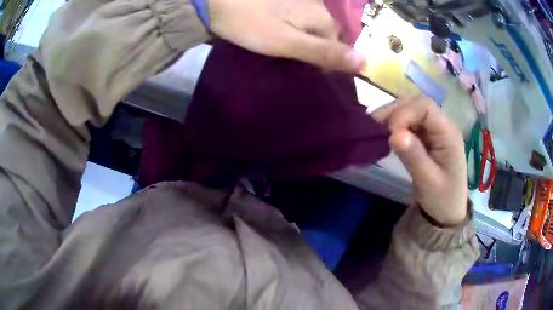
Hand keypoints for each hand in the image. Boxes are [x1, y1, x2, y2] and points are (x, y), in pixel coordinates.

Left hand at [207, 0, 366, 72]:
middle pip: (327, 37)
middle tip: (289, 61)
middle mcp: (319, 6)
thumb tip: (365, 63)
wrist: (217, 2)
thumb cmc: (249, 23)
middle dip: (313, 51)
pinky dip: (292, 32)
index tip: (303, 71)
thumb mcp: (287, 43)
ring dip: (303, 42)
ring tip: (282, 51)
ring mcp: (302, 1)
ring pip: (313, 29)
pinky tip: (277, 35)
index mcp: (323, 17)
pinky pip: (300, 21)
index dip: (324, 63)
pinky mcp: (287, 2)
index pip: (338, 48)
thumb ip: (325, 52)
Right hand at [373, 97, 467, 225]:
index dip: (405, 113)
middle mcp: (442, 126)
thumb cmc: (442, 199)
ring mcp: (434, 131)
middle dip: (395, 112)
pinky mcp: (426, 138)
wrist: (447, 213)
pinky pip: (408, 124)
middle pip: (416, 104)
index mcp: (448, 133)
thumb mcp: (428, 182)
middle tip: (375, 128)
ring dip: (392, 118)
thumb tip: (393, 134)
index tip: (389, 132)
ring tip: (376, 131)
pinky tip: (386, 136)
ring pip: (410, 111)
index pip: (425, 106)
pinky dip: (395, 127)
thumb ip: (414, 157)